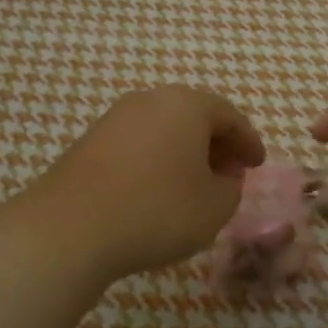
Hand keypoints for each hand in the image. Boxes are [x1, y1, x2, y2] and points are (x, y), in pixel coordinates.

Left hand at [23, 87, 265, 286]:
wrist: (71, 227)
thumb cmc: (156, 211)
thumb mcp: (214, 207)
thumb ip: (231, 188)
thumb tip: (223, 177)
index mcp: (186, 105)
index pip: (228, 116)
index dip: (248, 142)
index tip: (257, 164)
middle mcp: (149, 100)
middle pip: (193, 116)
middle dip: (216, 144)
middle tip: (229, 173)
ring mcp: (115, 118)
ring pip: (163, 129)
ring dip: (184, 152)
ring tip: (193, 185)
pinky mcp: (90, 141)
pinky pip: (137, 144)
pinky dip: (156, 160)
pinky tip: (156, 190)